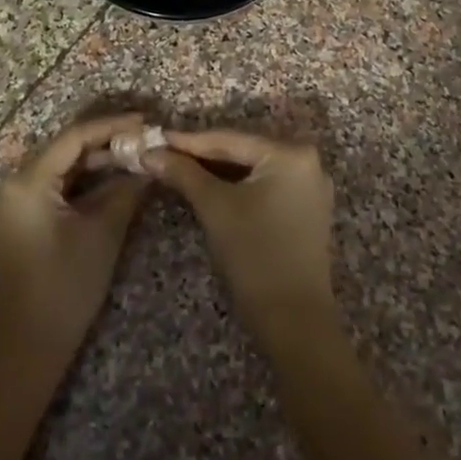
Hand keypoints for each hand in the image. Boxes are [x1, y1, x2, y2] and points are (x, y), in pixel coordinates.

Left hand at [0, 113, 149, 368]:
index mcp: (28, 181)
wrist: (25, 349)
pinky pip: (54, 189)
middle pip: (65, 150)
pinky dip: (83, 184)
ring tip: (135, 158)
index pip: (75, 137)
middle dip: (107, 143)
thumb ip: (126, 191)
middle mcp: (14, 185)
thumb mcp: (102, 234)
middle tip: (145, 140)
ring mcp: (14, 205)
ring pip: (61, 170)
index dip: (112, 126)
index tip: (146, 122)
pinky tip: (112, 184)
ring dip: (97, 164)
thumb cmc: (65, 288)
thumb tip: (148, 165)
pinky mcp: (20, 223)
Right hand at [149, 129, 336, 341]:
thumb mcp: (214, 207)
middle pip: (243, 151)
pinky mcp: (306, 210)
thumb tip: (150, 152)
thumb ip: (183, 173)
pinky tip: (209, 187)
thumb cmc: (255, 255)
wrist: (294, 321)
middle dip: (202, 154)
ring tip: (179, 167)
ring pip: (252, 169)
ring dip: (217, 171)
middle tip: (163, 152)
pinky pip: (265, 186)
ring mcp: (310, 187)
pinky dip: (236, 186)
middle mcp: (307, 162)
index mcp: (290, 153)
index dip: (188, 141)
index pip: (229, 139)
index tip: (155, 138)